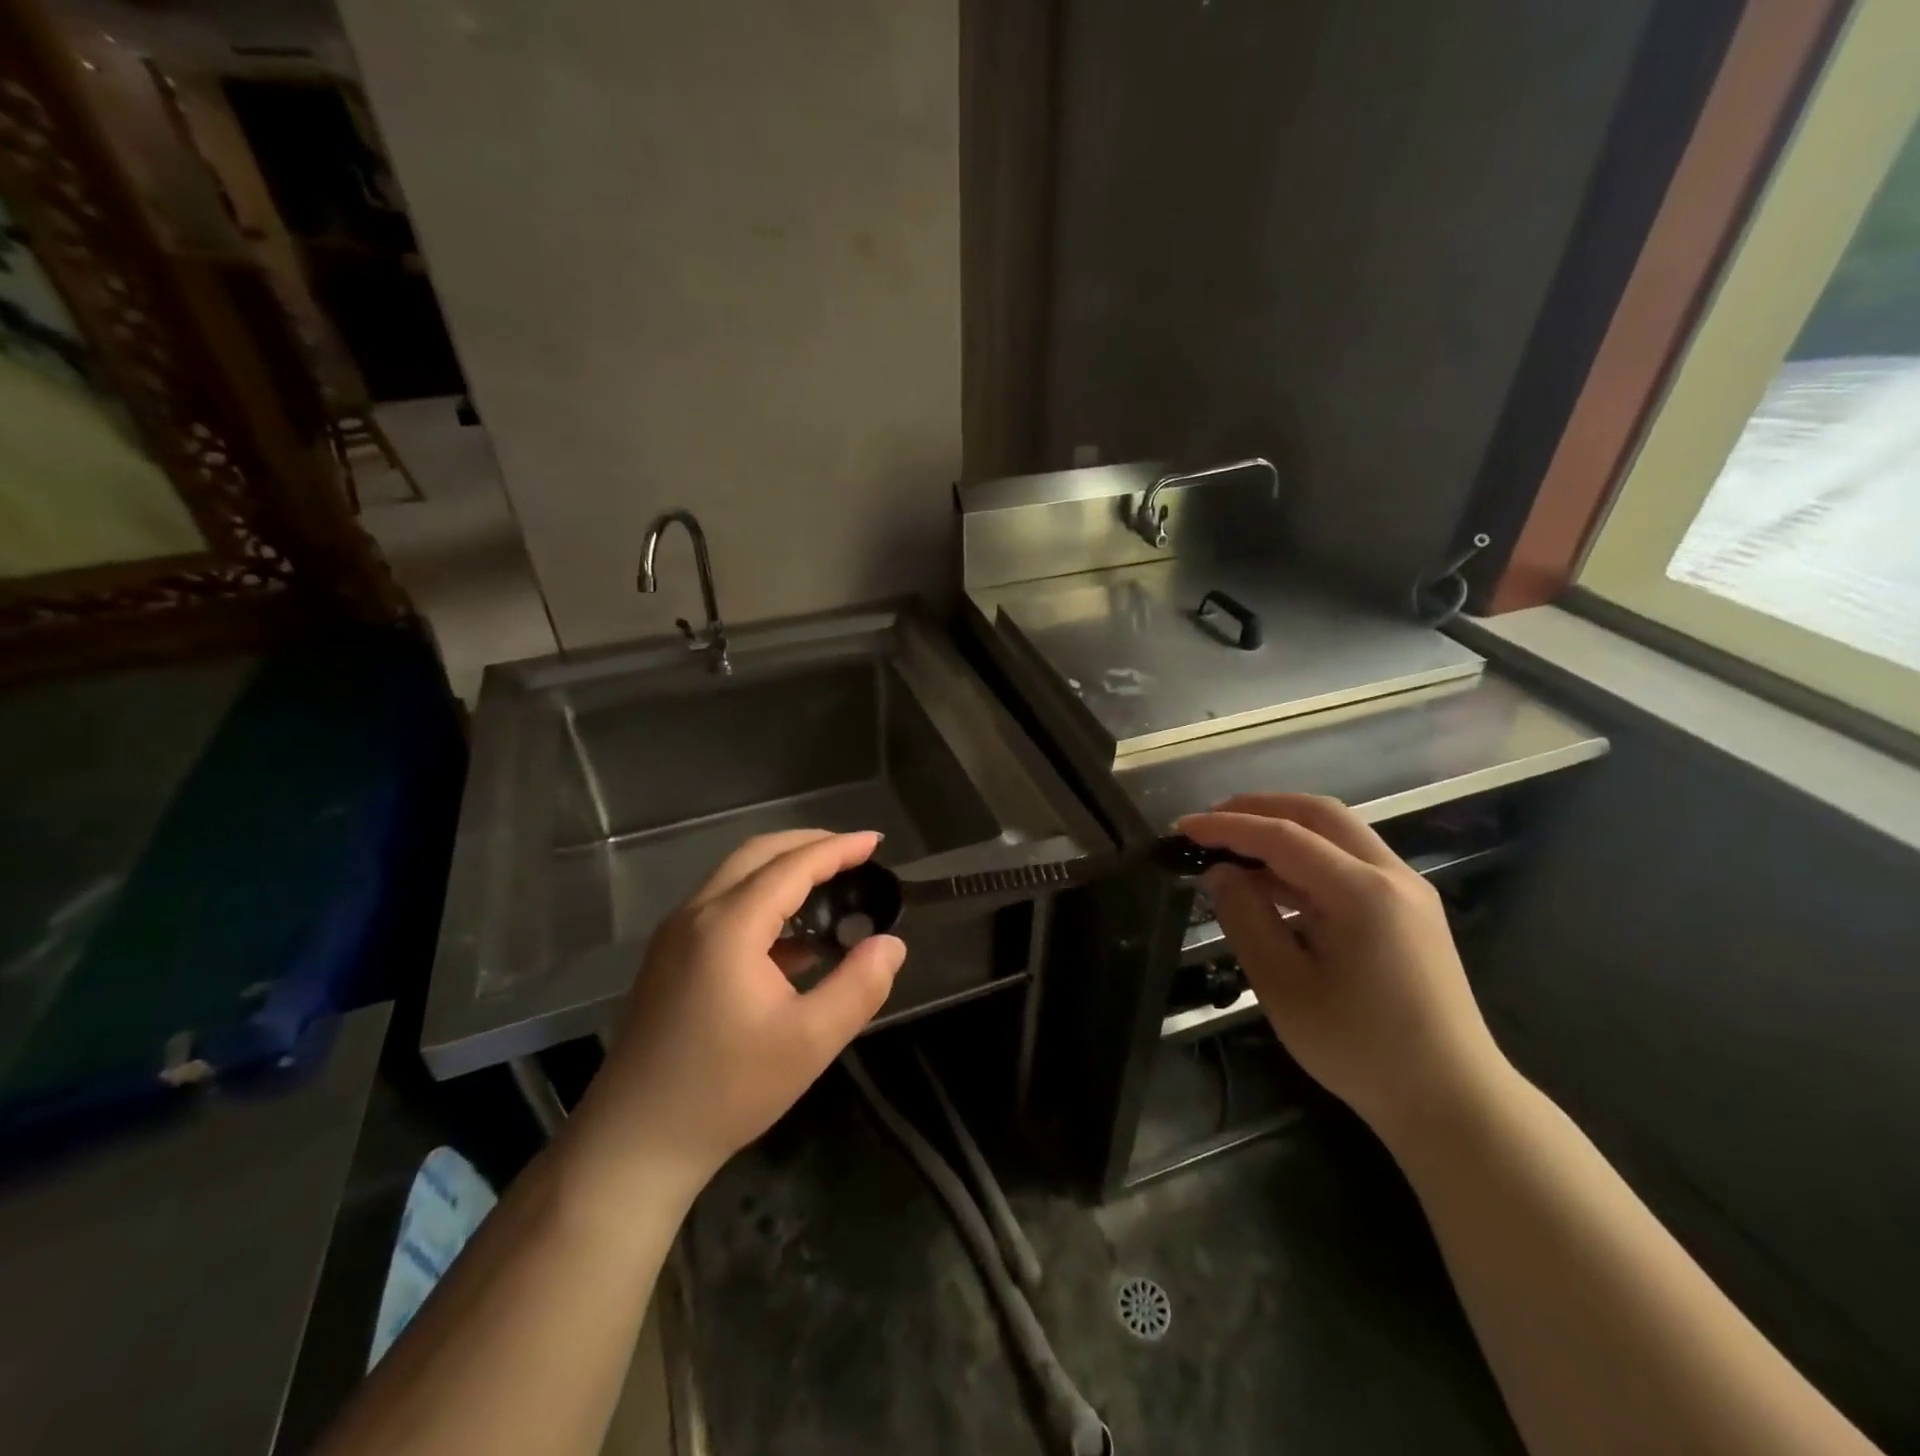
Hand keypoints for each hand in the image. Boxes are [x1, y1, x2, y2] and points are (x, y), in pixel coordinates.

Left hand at [561, 829, 905, 1206]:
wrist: (633, 1143)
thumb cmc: (726, 1090)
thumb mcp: (810, 1042)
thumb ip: (859, 986)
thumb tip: (891, 944)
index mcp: (729, 925)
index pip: (793, 866)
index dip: (838, 849)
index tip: (876, 841)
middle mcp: (696, 915)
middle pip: (757, 854)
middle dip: (808, 844)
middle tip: (854, 853)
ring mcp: (675, 935)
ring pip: (735, 877)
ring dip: (783, 869)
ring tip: (829, 885)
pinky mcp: (667, 959)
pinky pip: (721, 906)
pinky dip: (761, 900)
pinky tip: (792, 940)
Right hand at [1175, 794, 1507, 1138]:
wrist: (1452, 1101)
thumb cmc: (1360, 1049)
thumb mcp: (1284, 987)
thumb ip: (1246, 919)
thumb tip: (1220, 873)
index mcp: (1363, 893)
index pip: (1283, 836)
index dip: (1227, 827)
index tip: (1182, 828)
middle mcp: (1392, 875)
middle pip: (1318, 813)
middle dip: (1258, 807)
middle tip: (1210, 821)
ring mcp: (1407, 890)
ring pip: (1338, 832)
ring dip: (1283, 829)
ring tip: (1232, 848)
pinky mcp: (1410, 910)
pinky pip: (1350, 861)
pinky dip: (1306, 857)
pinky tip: (1272, 882)